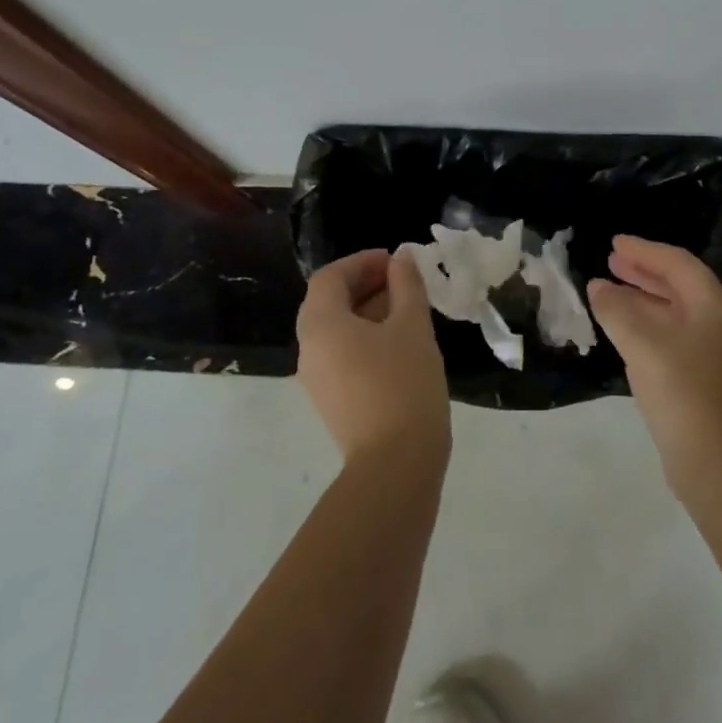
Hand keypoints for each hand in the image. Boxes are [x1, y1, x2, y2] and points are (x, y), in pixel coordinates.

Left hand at [296, 248, 450, 467]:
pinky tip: (399, 343)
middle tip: (404, 282)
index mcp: (320, 324)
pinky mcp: (331, 400)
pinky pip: (341, 354)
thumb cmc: (404, 383)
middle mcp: (308, 348)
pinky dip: (365, 337)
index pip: (330, 277)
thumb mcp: (413, 325)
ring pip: (336, 329)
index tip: (397, 261)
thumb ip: (406, 285)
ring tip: (408, 310)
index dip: (362, 262)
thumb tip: (402, 258)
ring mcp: (316, 378)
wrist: (395, 463)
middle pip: (329, 301)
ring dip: (368, 311)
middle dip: (366, 284)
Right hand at [587, 235, 721, 498]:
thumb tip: (597, 287)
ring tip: (609, 293)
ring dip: (643, 300)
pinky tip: (626, 334)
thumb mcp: (643, 344)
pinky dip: (649, 326)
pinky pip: (676, 337)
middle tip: (611, 262)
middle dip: (644, 273)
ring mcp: (719, 354)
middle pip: (680, 286)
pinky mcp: (709, 380)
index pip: (678, 264)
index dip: (644, 251)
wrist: (720, 464)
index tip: (614, 243)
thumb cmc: (683, 392)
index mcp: (715, 307)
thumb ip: (616, 310)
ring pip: (677, 313)